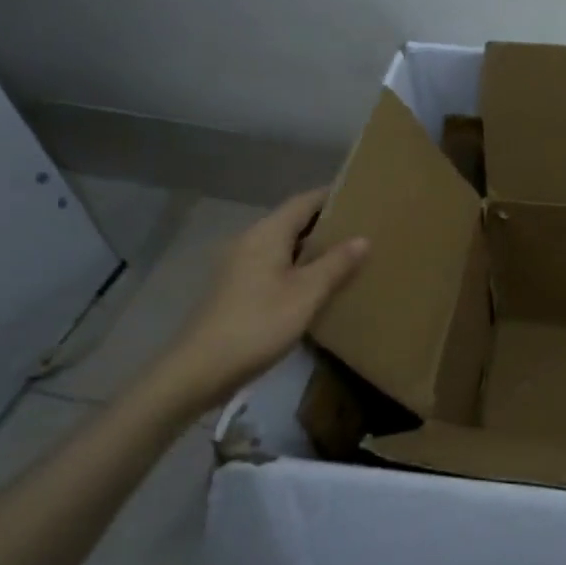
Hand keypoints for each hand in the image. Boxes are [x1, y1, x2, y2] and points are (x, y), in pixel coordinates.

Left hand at [151, 187, 368, 411]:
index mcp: (266, 234)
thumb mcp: (307, 293)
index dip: (332, 197)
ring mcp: (239, 266)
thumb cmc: (259, 323)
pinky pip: (275, 266)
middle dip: (326, 224)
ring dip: (312, 248)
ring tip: (347, 256)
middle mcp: (250, 241)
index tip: (362, 197)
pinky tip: (317, 285)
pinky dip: (298, 267)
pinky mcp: (237, 289)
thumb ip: (336, 264)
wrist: (202, 368)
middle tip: (363, 229)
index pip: (304, 202)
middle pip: (292, 222)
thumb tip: (363, 238)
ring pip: (283, 246)